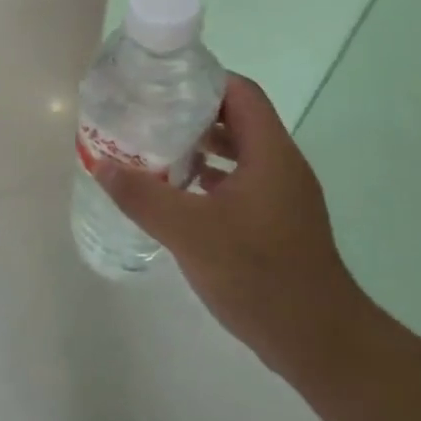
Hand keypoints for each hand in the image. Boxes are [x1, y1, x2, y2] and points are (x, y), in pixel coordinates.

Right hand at [94, 74, 371, 382]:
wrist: (318, 341)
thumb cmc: (258, 275)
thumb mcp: (189, 233)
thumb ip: (143, 196)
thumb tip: (101, 164)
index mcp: (270, 153)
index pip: (240, 92)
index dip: (202, 79)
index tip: (161, 83)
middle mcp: (281, 166)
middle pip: (237, 120)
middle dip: (192, 113)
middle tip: (147, 115)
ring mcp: (283, 196)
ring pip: (239, 154)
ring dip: (200, 148)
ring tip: (155, 150)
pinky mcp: (279, 223)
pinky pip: (241, 183)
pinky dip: (210, 179)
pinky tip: (178, 195)